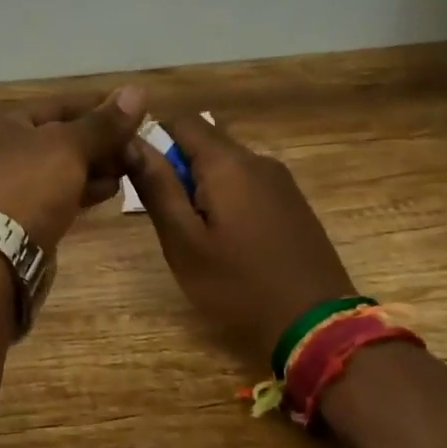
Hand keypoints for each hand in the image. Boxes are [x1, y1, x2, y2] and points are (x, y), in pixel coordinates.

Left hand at [0, 86, 147, 252]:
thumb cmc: (27, 187)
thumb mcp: (69, 147)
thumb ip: (104, 124)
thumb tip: (138, 91)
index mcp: (2, 123)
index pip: (60, 105)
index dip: (99, 108)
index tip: (136, 114)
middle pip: (58, 138)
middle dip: (99, 143)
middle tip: (137, 148)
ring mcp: (3, 186)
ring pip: (57, 170)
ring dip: (93, 168)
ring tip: (129, 171)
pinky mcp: (14, 218)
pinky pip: (53, 196)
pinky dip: (79, 191)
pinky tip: (108, 193)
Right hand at [125, 113, 355, 364]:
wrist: (315, 325)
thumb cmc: (238, 284)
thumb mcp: (184, 242)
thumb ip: (157, 187)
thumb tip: (131, 142)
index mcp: (228, 163)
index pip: (181, 122)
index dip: (153, 139)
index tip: (139, 174)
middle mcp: (257, 160)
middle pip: (205, 142)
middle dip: (177, 167)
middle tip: (166, 214)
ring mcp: (281, 181)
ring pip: (227, 165)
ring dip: (201, 185)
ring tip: (194, 232)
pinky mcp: (293, 202)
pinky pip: (248, 184)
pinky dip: (227, 197)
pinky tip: (226, 238)